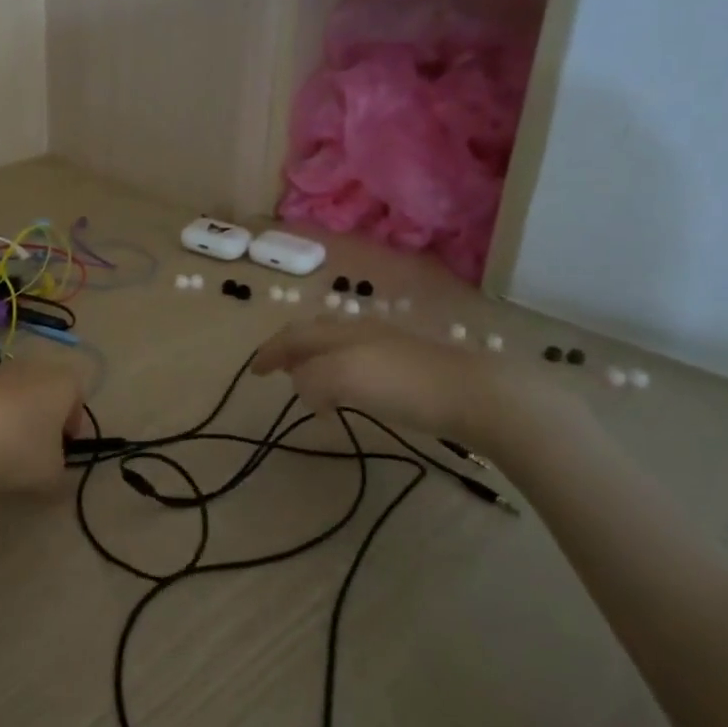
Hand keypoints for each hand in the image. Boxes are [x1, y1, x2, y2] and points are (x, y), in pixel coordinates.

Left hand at [0, 360, 84, 493]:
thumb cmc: (16, 448)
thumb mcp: (50, 475)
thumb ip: (60, 475)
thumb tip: (54, 473)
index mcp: (63, 382)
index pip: (78, 396)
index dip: (73, 425)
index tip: (63, 451)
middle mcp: (32, 367)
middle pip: (45, 392)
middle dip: (43, 420)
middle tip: (35, 452)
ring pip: (15, 395)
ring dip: (13, 419)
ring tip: (1, 452)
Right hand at [252, 318, 568, 446]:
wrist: (474, 394)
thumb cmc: (402, 384)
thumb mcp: (342, 377)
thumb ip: (311, 380)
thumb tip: (304, 388)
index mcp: (340, 331)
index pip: (294, 335)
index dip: (271, 351)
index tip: (254, 371)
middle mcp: (360, 331)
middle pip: (315, 334)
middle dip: (292, 349)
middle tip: (278, 371)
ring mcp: (388, 346)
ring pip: (338, 346)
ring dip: (315, 362)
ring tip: (310, 384)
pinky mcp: (409, 366)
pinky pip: (359, 363)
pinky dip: (340, 374)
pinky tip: (352, 391)